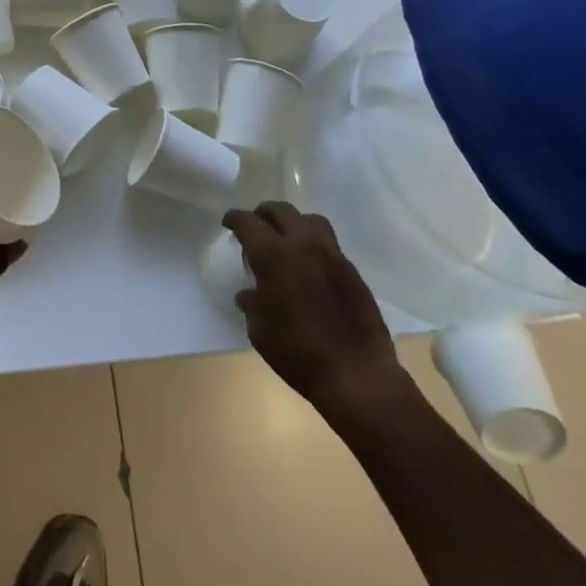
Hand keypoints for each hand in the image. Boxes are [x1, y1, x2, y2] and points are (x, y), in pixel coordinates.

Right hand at [225, 201, 411, 425]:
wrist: (356, 375)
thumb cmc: (297, 353)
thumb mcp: (259, 330)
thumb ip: (252, 303)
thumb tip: (250, 294)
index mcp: (272, 255)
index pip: (248, 222)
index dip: (235, 218)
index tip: (229, 222)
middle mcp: (302, 245)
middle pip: (280, 210)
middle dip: (264, 214)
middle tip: (256, 226)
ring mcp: (332, 255)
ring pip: (310, 220)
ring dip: (294, 223)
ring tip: (287, 240)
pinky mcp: (352, 271)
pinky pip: (329, 244)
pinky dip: (314, 246)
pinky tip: (310, 268)